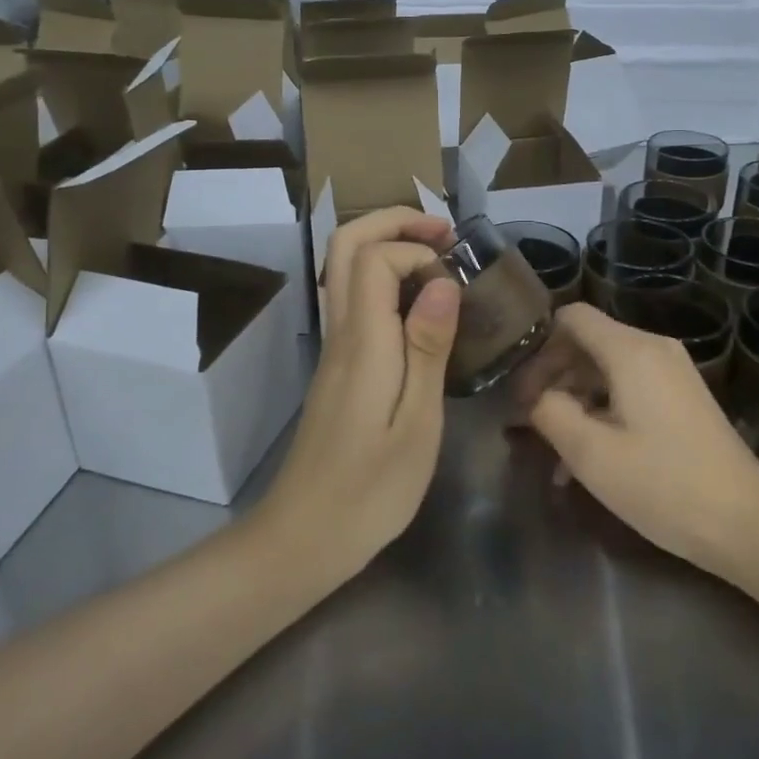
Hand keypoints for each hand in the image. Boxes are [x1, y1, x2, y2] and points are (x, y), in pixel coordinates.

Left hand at [257, 208, 460, 576]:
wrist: (304, 537)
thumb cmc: (371, 490)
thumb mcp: (417, 423)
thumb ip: (428, 347)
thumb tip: (441, 280)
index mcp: (362, 342)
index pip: (372, 257)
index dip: (414, 248)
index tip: (454, 277)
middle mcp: (340, 333)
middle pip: (344, 247)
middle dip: (393, 222)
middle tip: (444, 232)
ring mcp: (334, 349)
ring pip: (343, 270)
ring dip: (388, 245)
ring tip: (438, 257)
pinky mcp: (338, 367)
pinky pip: (353, 300)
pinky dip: (384, 278)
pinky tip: (420, 304)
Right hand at [522, 304, 758, 574]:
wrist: (746, 523)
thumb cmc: (663, 485)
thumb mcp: (591, 454)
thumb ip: (550, 412)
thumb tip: (536, 397)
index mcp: (631, 350)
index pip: (571, 317)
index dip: (539, 346)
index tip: (520, 388)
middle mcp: (653, 349)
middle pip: (588, 343)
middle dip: (553, 379)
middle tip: (528, 422)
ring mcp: (672, 373)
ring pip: (606, 370)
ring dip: (576, 403)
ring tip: (555, 454)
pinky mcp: (682, 398)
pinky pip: (629, 389)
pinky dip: (603, 413)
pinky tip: (588, 461)